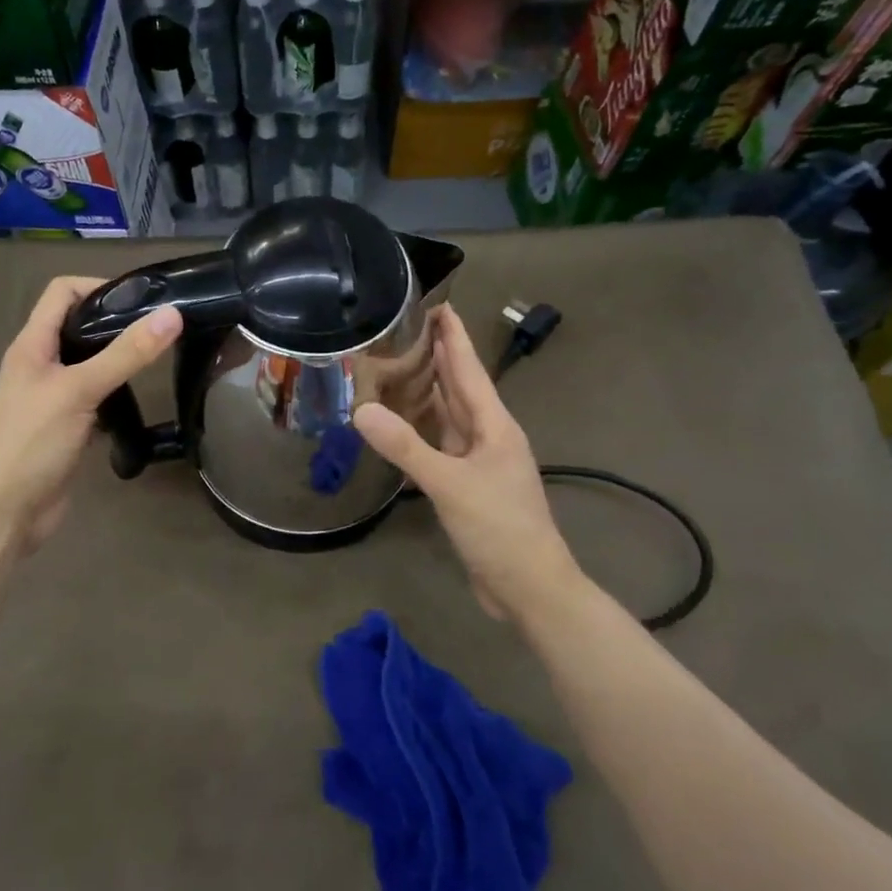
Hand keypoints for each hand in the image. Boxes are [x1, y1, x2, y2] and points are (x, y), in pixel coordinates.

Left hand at [0, 276, 181, 560]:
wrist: (4, 514)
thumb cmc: (32, 444)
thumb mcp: (80, 391)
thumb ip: (126, 354)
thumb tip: (171, 314)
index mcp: (31, 345)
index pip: (62, 292)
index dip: (98, 286)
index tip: (141, 300)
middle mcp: (38, 364)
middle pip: (77, 326)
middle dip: (115, 323)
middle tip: (158, 330)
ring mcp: (50, 397)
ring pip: (88, 364)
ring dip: (116, 360)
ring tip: (155, 360)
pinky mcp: (64, 426)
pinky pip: (92, 398)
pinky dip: (114, 395)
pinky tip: (137, 404)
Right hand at [354, 307, 579, 622]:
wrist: (530, 587)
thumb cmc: (499, 528)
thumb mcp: (450, 484)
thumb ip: (406, 447)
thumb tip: (361, 410)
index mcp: (494, 425)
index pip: (468, 369)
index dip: (453, 336)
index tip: (437, 303)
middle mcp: (487, 435)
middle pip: (459, 386)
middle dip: (437, 356)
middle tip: (404, 327)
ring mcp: (478, 461)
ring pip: (448, 415)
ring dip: (427, 390)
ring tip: (396, 365)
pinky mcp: (466, 484)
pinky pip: (440, 443)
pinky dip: (421, 428)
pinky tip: (401, 422)